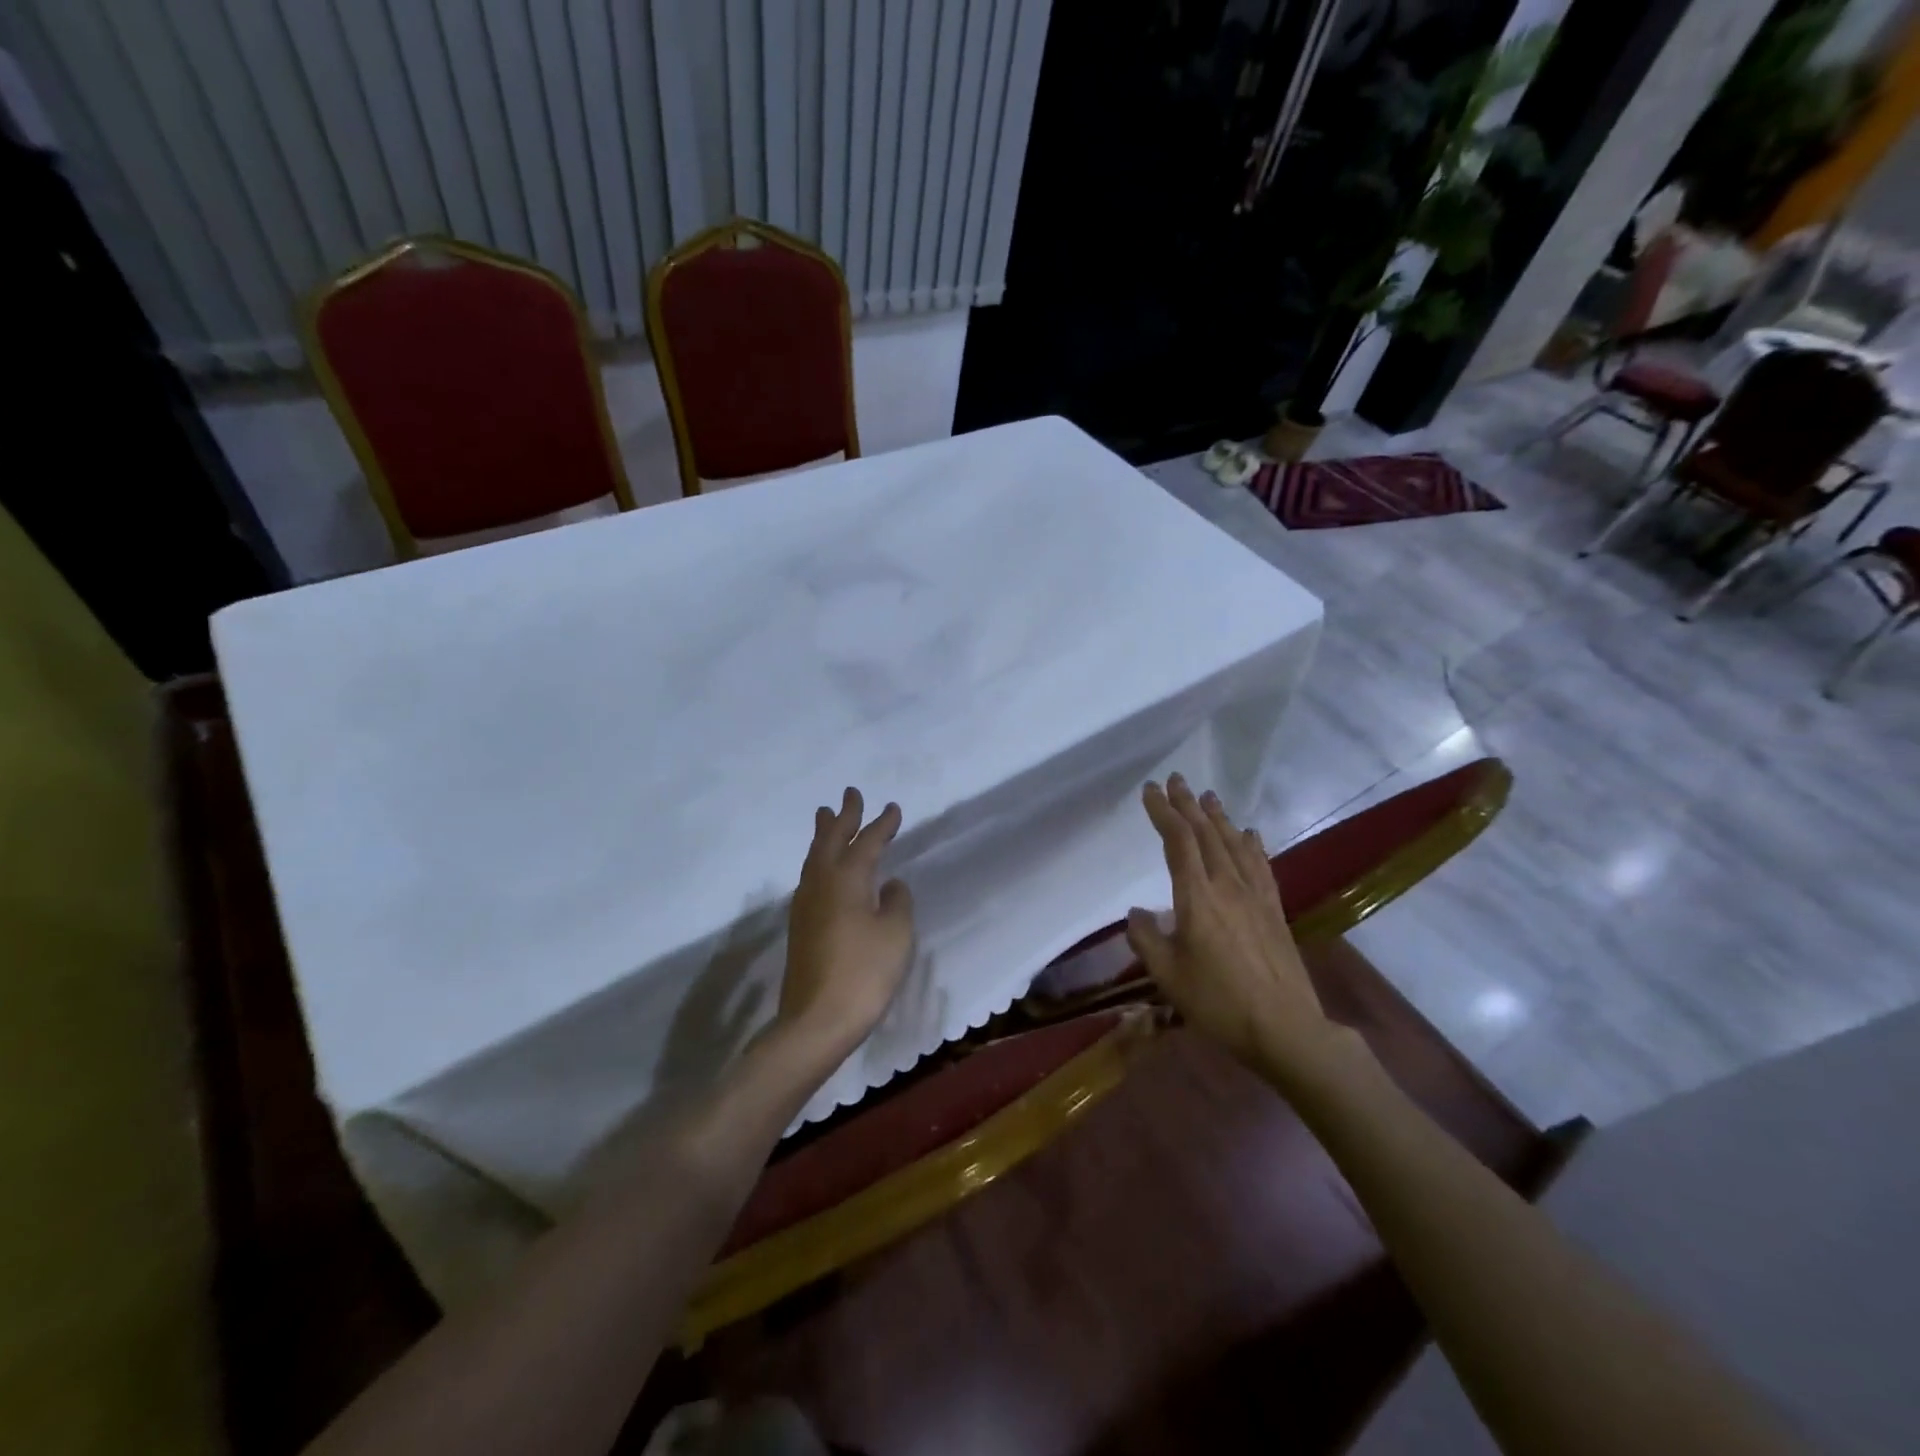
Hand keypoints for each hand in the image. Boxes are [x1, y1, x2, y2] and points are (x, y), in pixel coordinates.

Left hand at [778, 787, 915, 1061]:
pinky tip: (823, 868)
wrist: (816, 1020)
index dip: (881, 824)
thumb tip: (889, 884)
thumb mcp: (895, 935)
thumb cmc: (864, 973)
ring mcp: (805, 905)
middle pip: (831, 840)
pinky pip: (810, 876)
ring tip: (828, 817)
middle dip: (843, 817)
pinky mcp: (800, 925)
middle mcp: (821, 883)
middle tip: (850, 794)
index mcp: (847, 879)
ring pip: (815, 857)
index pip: (867, 842)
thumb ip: (897, 903)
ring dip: (825, 835)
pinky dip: (819, 860)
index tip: (893, 808)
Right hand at [1125, 775, 1345, 1082]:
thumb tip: (1137, 913)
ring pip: (1234, 844)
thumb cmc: (1218, 1003)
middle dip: (1188, 805)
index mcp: (1197, 898)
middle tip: (1176, 779)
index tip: (1150, 790)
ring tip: (1208, 796)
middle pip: (1206, 834)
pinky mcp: (1274, 910)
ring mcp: (1255, 896)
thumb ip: (1147, 939)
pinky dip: (1251, 844)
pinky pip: (1260, 866)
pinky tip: (1249, 834)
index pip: (1178, 842)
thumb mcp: (1168, 976)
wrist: (1285, 1029)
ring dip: (1218, 817)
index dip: (1163, 812)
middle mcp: (1227, 886)